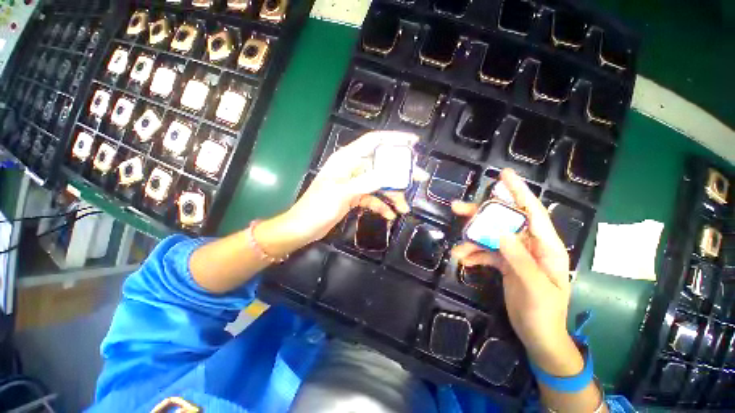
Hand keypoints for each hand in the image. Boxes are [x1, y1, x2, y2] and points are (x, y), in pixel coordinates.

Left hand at [275, 130, 425, 247]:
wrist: (303, 228)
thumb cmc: (317, 208)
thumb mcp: (342, 193)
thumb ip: (366, 182)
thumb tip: (389, 173)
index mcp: (346, 160)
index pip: (373, 142)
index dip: (393, 139)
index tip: (413, 143)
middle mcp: (352, 168)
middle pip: (381, 164)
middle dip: (400, 172)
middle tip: (419, 178)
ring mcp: (354, 183)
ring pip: (380, 183)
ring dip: (393, 194)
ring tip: (405, 208)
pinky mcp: (355, 196)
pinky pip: (373, 198)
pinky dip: (382, 205)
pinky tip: (390, 215)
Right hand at [451, 169, 581, 374]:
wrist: (538, 336)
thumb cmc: (544, 313)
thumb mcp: (535, 287)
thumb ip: (519, 259)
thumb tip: (501, 233)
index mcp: (546, 246)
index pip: (532, 212)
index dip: (518, 191)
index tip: (503, 174)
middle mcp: (530, 244)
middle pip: (503, 221)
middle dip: (480, 216)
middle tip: (457, 209)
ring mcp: (515, 253)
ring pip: (489, 236)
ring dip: (471, 241)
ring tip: (458, 251)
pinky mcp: (504, 262)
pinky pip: (485, 251)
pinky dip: (473, 254)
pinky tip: (463, 261)